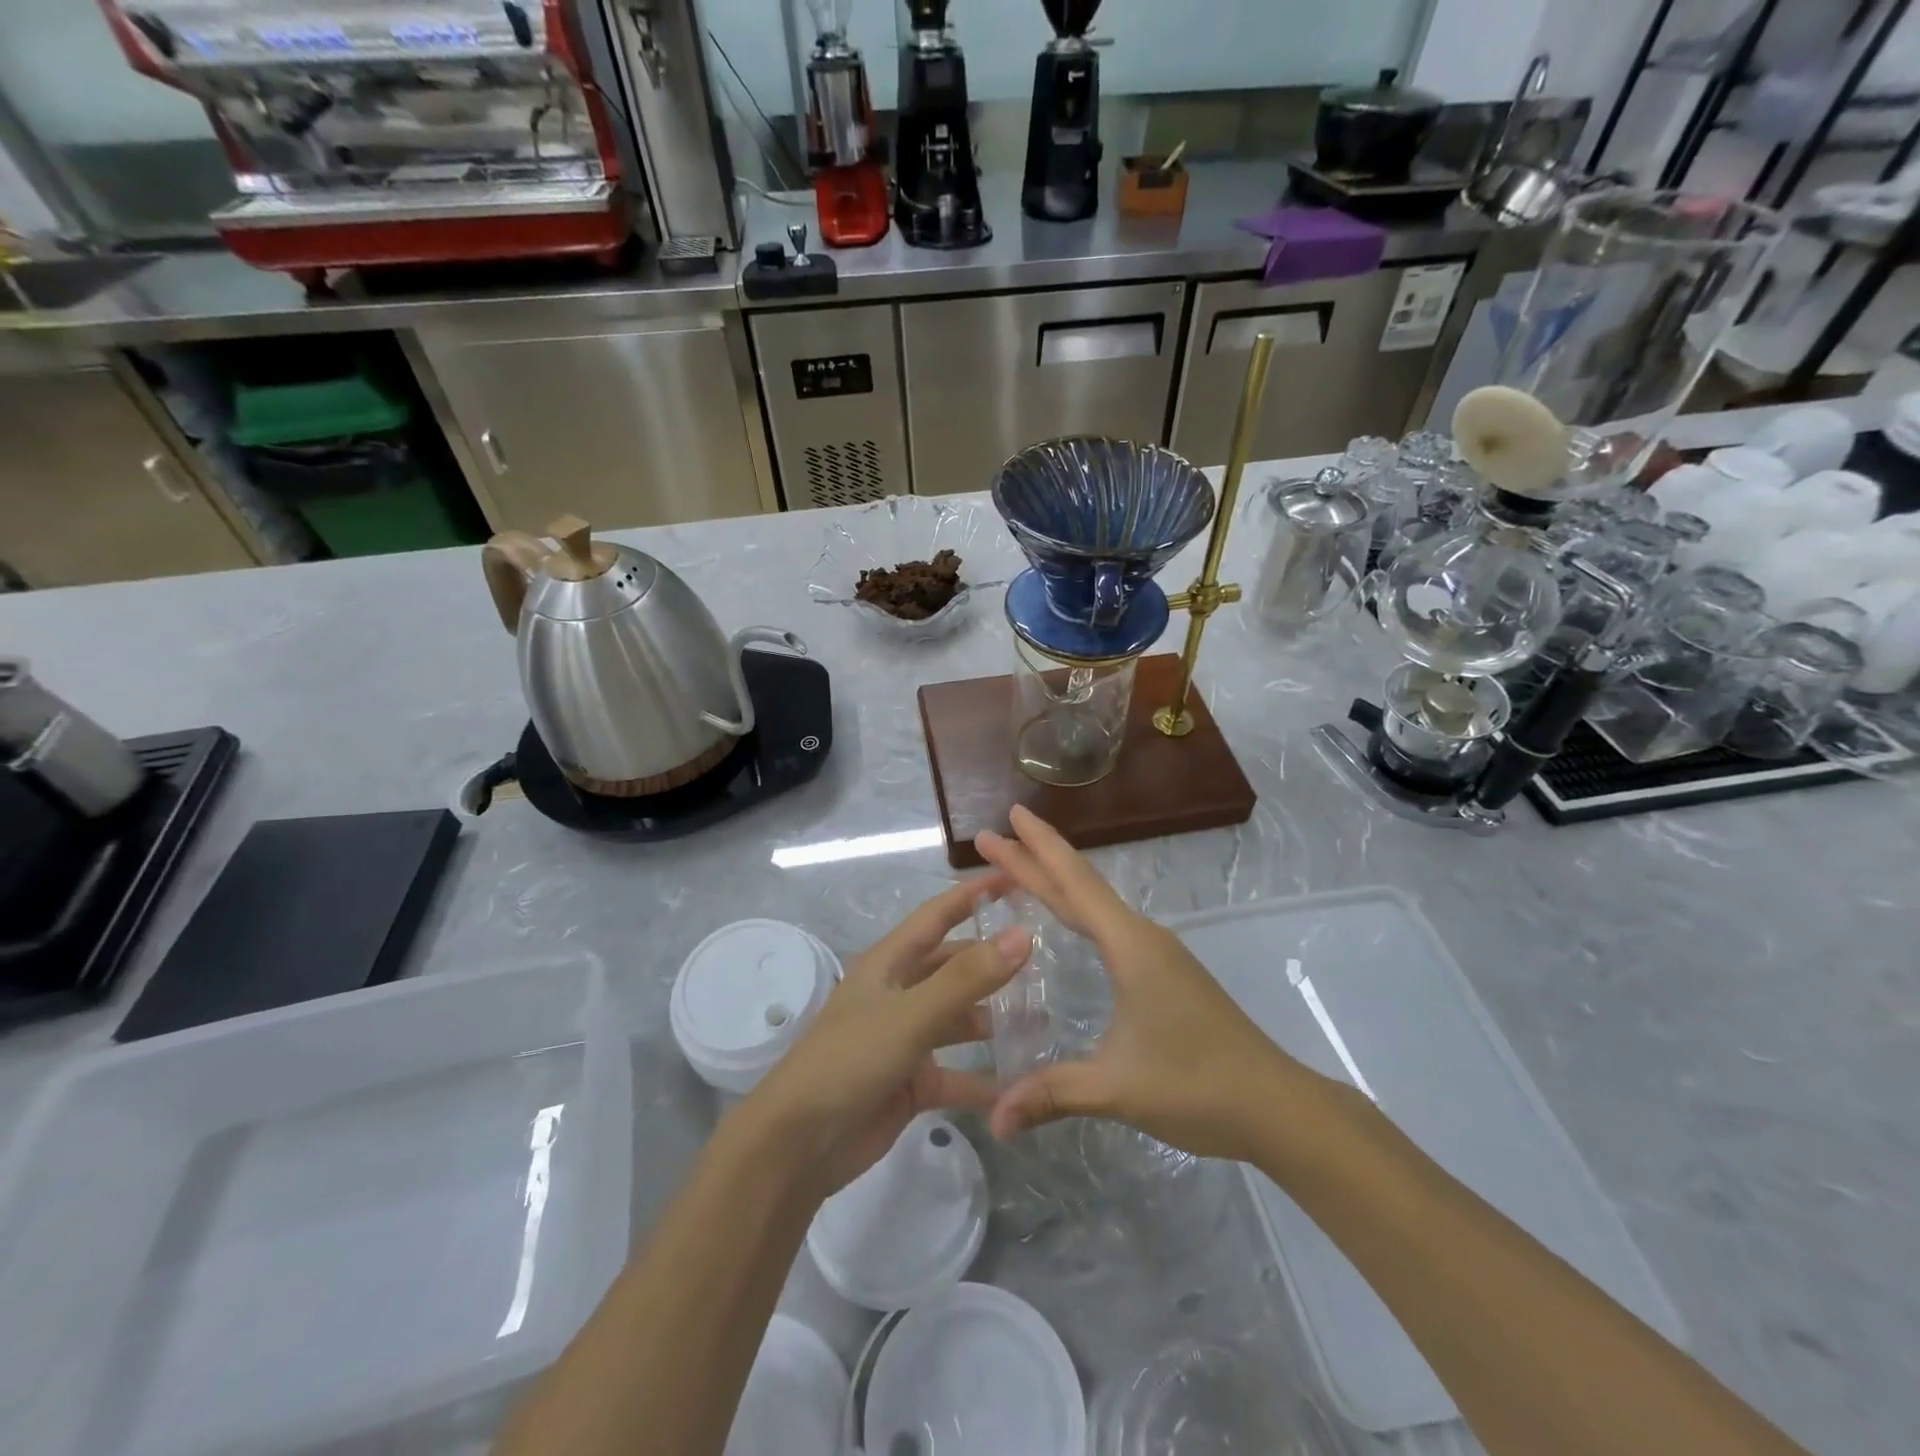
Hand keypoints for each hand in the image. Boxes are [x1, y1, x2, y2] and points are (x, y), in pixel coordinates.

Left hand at [733, 876, 1033, 1198]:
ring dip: (995, 1020)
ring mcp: (906, 1039)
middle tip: (1046, 959)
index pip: (938, 915)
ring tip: (1043, 1019)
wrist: (797, 1146)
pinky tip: (1022, 1083)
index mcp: (889, 964)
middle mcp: (899, 993)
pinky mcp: (912, 1082)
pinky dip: (985, 1078)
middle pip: (954, 966)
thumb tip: (1023, 934)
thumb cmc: (849, 1061)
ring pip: (960, 1019)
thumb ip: (967, 978)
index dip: (973, 895)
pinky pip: (958, 1073)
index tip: (1015, 878)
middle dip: (993, 961)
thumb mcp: (910, 1015)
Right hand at [976, 805, 1310, 1162]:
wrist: (1276, 1105)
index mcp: (1131, 946)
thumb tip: (993, 1118)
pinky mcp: (1164, 973)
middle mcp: (1142, 938)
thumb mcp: (1118, 1088)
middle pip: (1081, 886)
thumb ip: (1053, 1094)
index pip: (1074, 885)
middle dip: (1036, 858)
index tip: (1007, 818)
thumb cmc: (1198, 1085)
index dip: (1037, 850)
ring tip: (1021, 868)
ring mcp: (1157, 954)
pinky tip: (1072, 920)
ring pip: (1097, 905)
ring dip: (1058, 882)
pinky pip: (1109, 926)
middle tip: (993, 836)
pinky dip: (1078, 909)